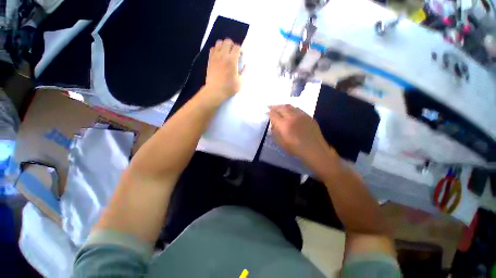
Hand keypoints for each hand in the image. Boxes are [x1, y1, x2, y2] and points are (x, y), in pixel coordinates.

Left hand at [205, 39, 241, 101]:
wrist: (215, 91)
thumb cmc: (229, 88)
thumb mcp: (240, 82)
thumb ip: (243, 72)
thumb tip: (244, 66)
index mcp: (232, 60)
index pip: (237, 47)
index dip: (240, 50)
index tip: (241, 56)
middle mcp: (223, 55)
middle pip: (227, 41)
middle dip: (232, 45)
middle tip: (233, 53)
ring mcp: (215, 57)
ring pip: (219, 43)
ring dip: (223, 46)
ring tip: (226, 54)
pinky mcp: (210, 60)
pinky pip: (212, 49)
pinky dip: (216, 50)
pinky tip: (219, 56)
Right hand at [269, 105, 335, 162]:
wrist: (314, 149)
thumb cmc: (295, 148)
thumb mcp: (281, 143)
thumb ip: (275, 132)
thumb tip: (273, 124)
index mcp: (284, 125)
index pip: (274, 114)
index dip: (269, 112)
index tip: (267, 111)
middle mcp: (292, 117)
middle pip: (281, 107)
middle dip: (274, 106)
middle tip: (271, 107)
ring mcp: (301, 115)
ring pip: (289, 106)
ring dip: (282, 106)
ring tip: (279, 108)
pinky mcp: (308, 116)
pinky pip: (297, 108)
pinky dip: (291, 108)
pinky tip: (290, 111)